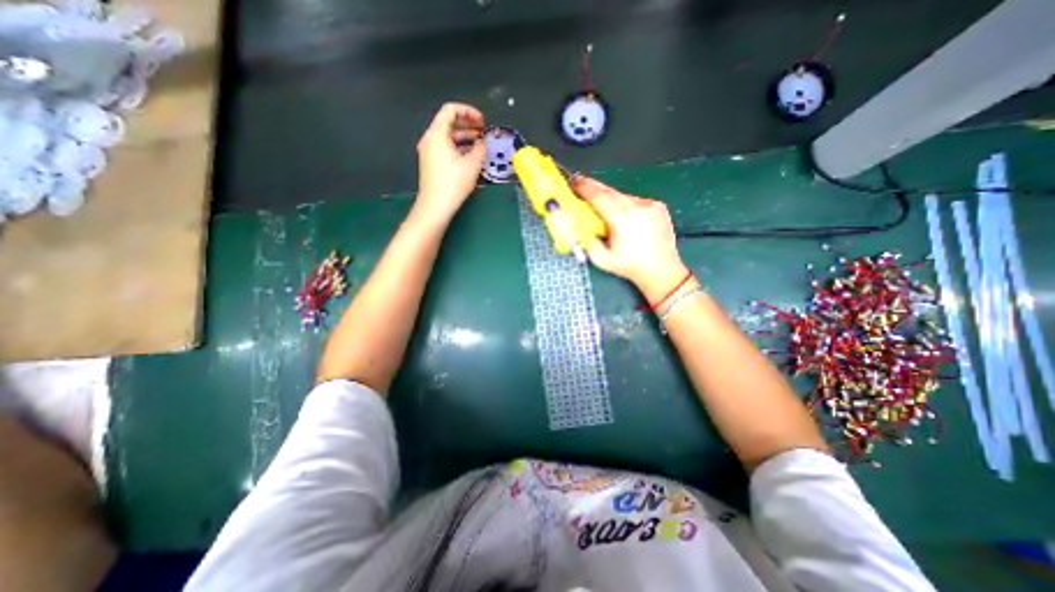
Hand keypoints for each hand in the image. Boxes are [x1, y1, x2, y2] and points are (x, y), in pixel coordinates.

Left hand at [415, 101, 490, 218]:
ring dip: (464, 138)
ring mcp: (429, 152)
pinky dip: (458, 148)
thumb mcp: (473, 164)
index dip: (469, 112)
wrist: (436, 205)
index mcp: (437, 134)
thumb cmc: (453, 183)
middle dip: (468, 125)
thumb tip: (482, 143)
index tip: (481, 121)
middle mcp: (430, 140)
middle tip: (482, 132)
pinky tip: (470, 157)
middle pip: (448, 123)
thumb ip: (480, 148)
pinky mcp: (431, 164)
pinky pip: (445, 148)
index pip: (451, 110)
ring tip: (480, 145)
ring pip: (447, 137)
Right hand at [573, 174, 688, 302]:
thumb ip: (587, 241)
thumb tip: (579, 225)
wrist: (662, 270)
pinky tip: (623, 216)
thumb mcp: (602, 260)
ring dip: (609, 198)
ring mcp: (650, 204)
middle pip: (610, 191)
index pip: (599, 197)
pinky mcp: (658, 206)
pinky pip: (634, 200)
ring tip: (601, 206)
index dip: (584, 188)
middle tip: (580, 183)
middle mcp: (637, 207)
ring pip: (622, 196)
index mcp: (622, 220)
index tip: (573, 182)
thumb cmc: (630, 267)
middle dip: (593, 187)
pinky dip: (624, 204)